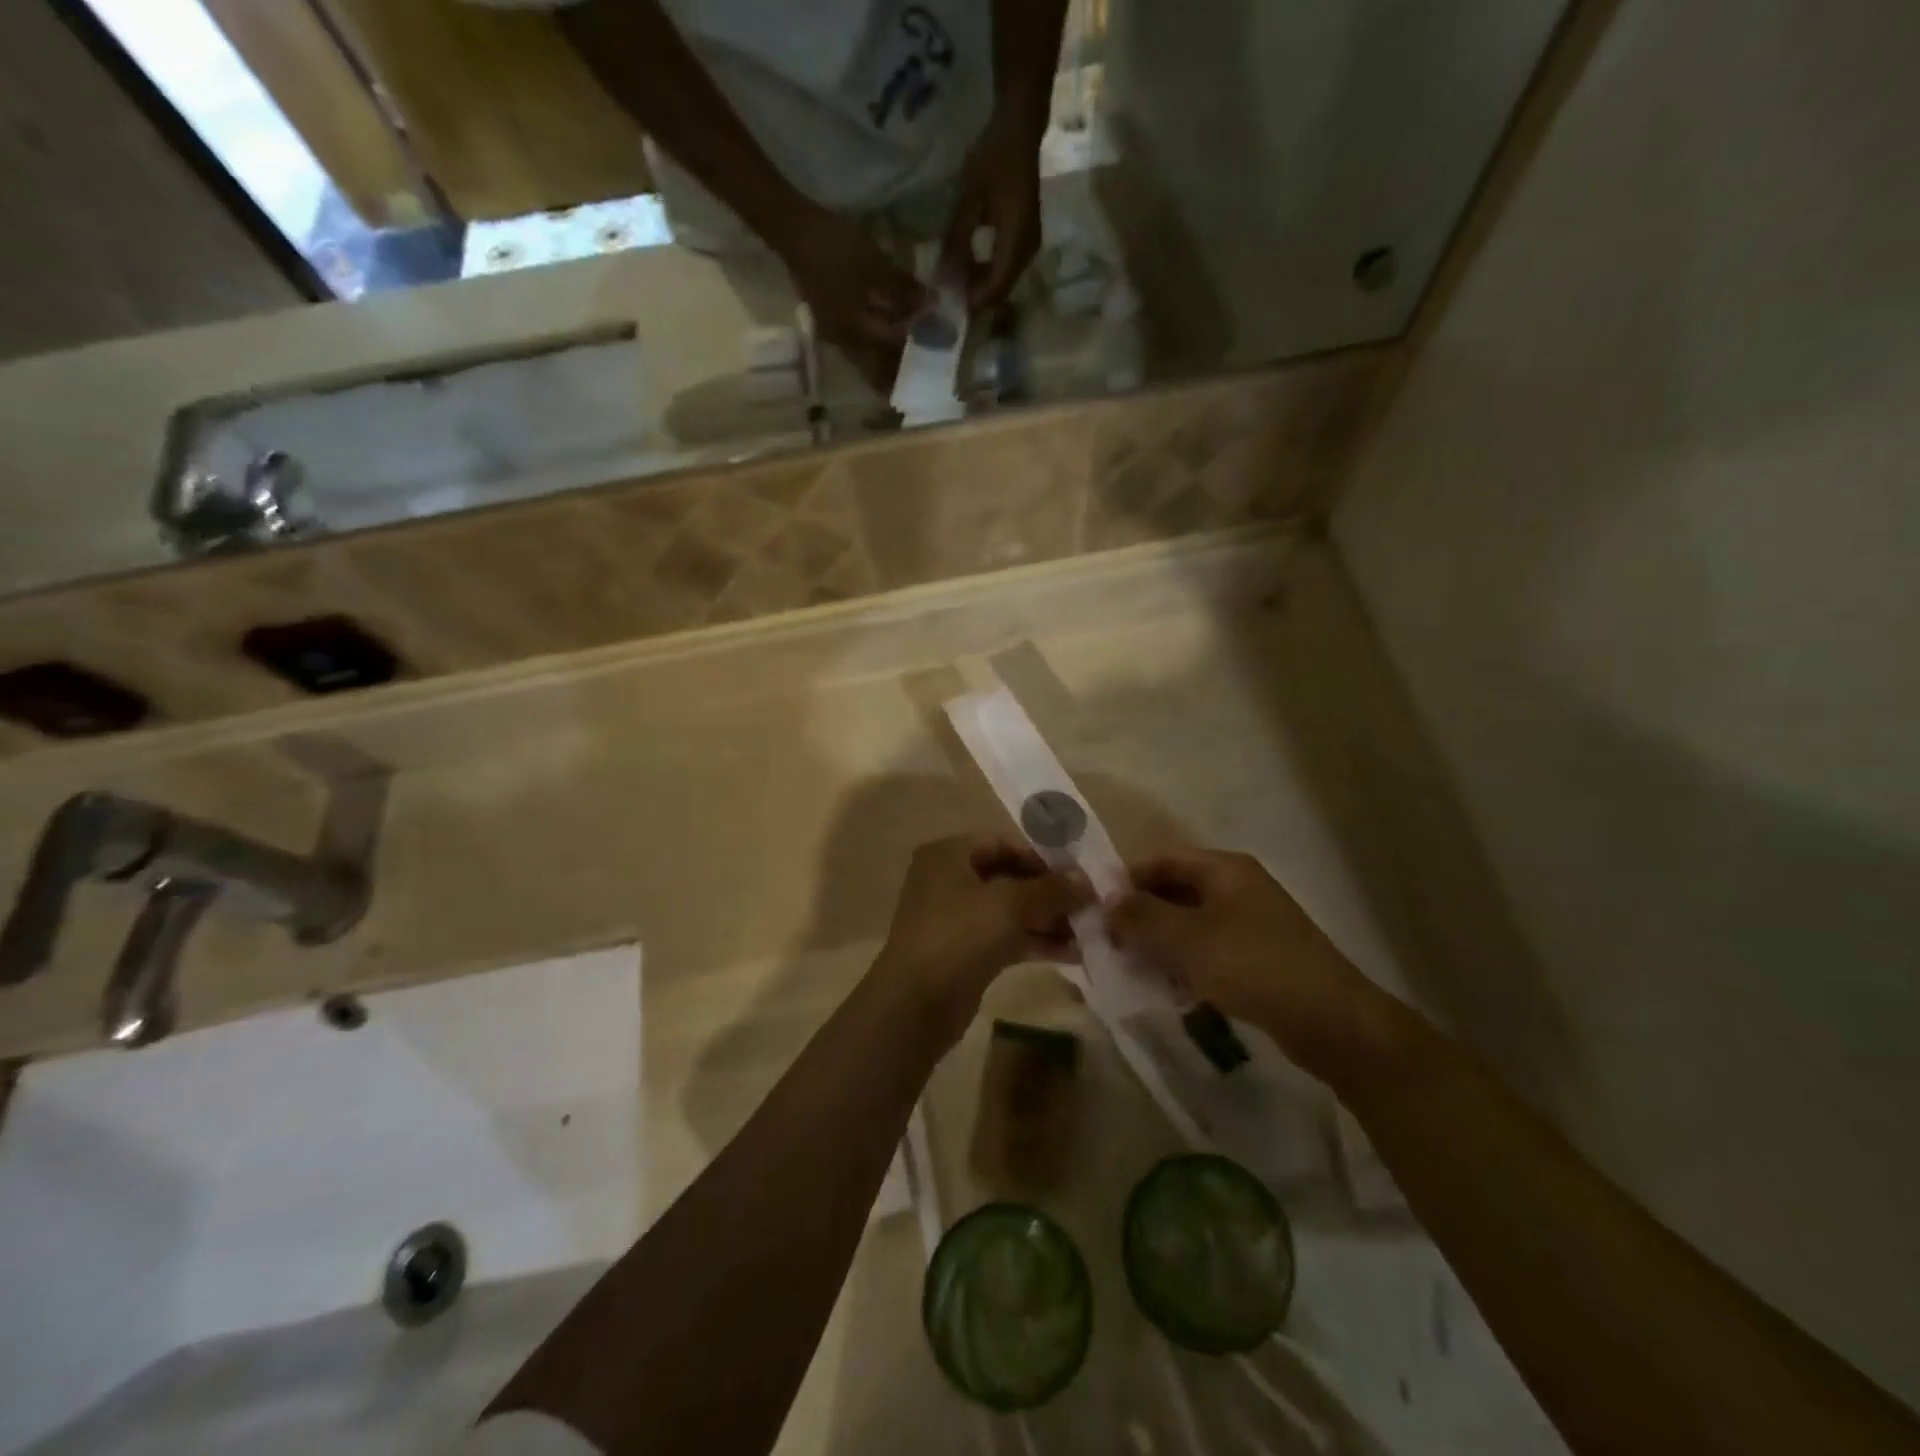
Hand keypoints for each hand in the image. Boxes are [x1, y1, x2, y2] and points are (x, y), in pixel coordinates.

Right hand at [776, 208, 925, 390]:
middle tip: (917, 372)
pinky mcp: (828, 320)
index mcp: (856, 331)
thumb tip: (930, 303)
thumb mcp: (875, 265)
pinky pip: (856, 343)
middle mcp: (844, 341)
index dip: (914, 345)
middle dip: (895, 371)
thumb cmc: (836, 248)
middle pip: (875, 365)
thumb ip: (903, 288)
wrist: (794, 231)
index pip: (892, 348)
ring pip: (864, 357)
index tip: (934, 346)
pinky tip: (881, 339)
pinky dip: (871, 345)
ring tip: (902, 362)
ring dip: (883, 362)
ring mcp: (833, 333)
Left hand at [874, 835, 1091, 1042]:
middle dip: (1050, 893)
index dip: (1042, 857)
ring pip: (1010, 910)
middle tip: (1089, 907)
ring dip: (1048, 920)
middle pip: (1009, 877)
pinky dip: (1035, 942)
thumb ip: (1051, 890)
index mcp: (949, 854)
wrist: (915, 1004)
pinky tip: (1072, 954)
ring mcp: (956, 918)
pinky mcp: (965, 952)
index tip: (1079, 876)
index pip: (1003, 843)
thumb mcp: (1009, 905)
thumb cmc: (958, 936)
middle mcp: (949, 880)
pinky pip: (1006, 937)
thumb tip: (1087, 881)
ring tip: (1089, 933)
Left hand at [941, 107, 1045, 311]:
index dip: (972, 301)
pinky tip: (968, 265)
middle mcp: (1027, 249)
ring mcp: (1029, 245)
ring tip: (953, 281)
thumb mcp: (969, 198)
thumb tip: (944, 276)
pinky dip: (987, 271)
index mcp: (1016, 240)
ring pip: (1004, 280)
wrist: (1021, 127)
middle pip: (1001, 289)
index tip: (948, 305)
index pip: (995, 286)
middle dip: (974, 296)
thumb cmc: (993, 156)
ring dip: (980, 285)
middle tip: (946, 296)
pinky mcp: (1026, 238)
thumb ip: (957, 239)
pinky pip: (1006, 266)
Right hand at [1109, 849, 1416, 1088]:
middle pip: (1176, 891)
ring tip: (1130, 967)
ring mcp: (1250, 923)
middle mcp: (1238, 888)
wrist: (1332, 1022)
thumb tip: (1106, 898)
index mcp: (1225, 870)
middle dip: (1142, 915)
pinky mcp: (1258, 957)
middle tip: (1110, 942)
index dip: (1128, 880)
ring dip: (1160, 942)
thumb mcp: (1188, 940)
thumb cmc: (1254, 967)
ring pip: (1190, 923)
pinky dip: (1185, 963)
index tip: (1097, 908)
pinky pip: (1208, 950)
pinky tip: (1168, 988)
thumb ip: (1142, 916)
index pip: (1163, 860)